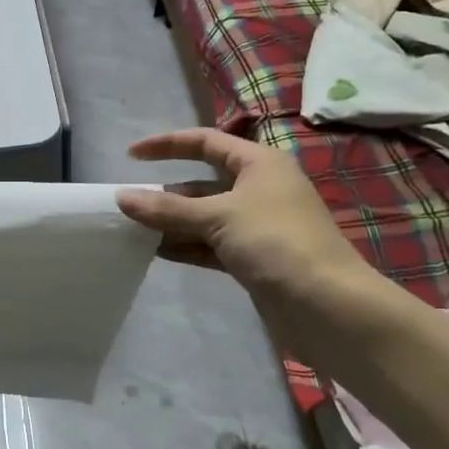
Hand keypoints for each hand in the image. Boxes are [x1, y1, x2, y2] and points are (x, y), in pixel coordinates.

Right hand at [117, 128, 375, 314]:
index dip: (167, 145)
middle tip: (129, 206)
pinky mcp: (253, 258)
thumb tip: (122, 198)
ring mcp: (257, 226)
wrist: (327, 306)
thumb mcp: (218, 217)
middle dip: (167, 193)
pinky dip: (187, 246)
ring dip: (173, 222)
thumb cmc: (275, 242)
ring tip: (134, 231)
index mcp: (259, 164)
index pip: (205, 142)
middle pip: (203, 182)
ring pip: (205, 216)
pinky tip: (158, 252)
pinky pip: (212, 244)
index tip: (131, 157)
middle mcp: (259, 189)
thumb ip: (168, 208)